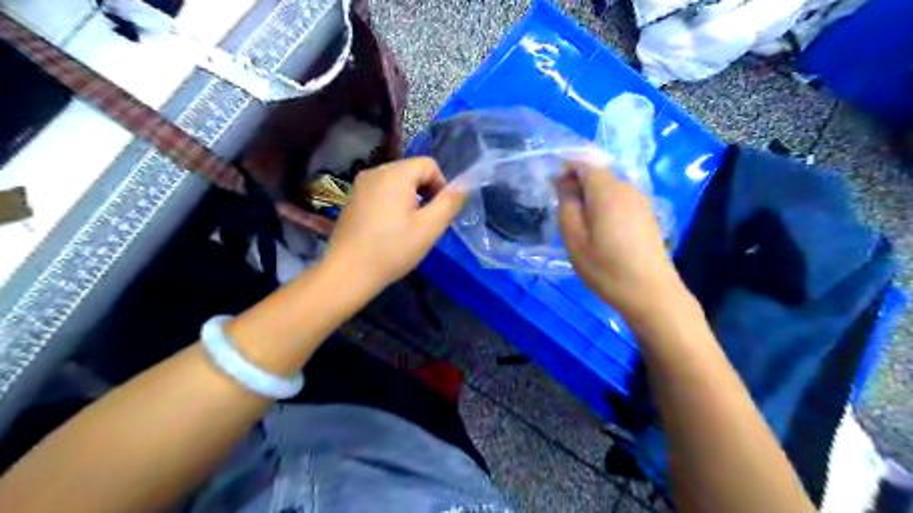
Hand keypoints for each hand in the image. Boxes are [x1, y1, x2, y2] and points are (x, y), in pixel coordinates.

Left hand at [323, 156, 464, 291]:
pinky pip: (381, 192)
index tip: (439, 213)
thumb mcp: (429, 227)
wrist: (348, 272)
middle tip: (425, 223)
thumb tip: (465, 184)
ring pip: (396, 182)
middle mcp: (375, 171)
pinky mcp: (352, 199)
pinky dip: (391, 204)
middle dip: (425, 193)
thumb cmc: (393, 249)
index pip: (429, 164)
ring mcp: (360, 185)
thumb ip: (450, 202)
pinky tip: (388, 229)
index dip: (441, 186)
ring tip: (407, 228)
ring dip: (409, 200)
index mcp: (395, 174)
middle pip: (411, 171)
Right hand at [557, 159, 683, 319]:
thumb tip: (565, 183)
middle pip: (598, 174)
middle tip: (562, 208)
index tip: (552, 187)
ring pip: (610, 187)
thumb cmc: (606, 268)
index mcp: (607, 191)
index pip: (584, 164)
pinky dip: (606, 205)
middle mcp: (627, 188)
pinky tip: (600, 229)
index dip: (566, 169)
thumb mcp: (574, 239)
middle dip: (578, 183)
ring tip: (579, 221)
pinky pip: (620, 199)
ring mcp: (641, 201)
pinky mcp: (647, 214)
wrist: (651, 293)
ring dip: (592, 196)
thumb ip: (567, 205)